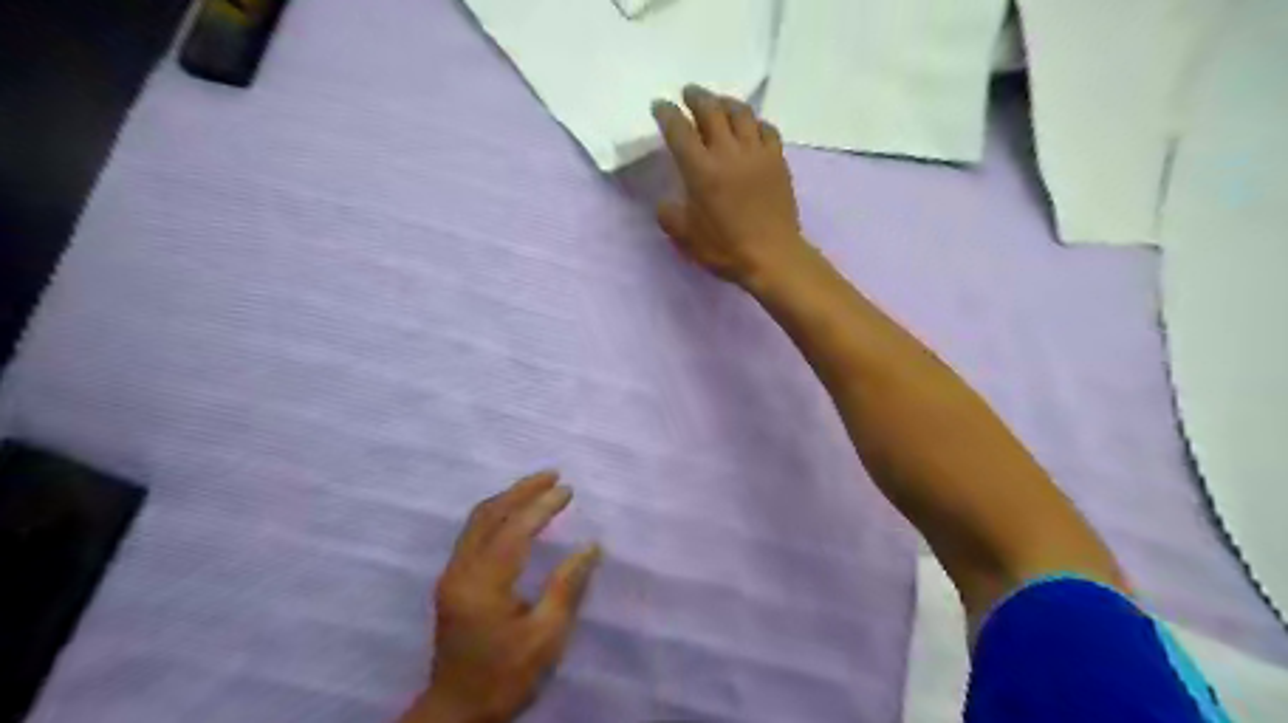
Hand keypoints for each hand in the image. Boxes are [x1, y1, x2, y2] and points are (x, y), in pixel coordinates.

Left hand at [402, 473, 602, 721]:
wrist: (456, 711)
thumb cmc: (505, 677)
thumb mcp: (545, 638)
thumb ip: (566, 587)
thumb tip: (591, 547)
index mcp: (483, 585)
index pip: (515, 530)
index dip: (543, 506)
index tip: (568, 489)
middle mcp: (461, 571)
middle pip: (489, 515)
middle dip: (522, 490)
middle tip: (553, 474)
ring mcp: (452, 574)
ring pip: (477, 520)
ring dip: (508, 497)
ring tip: (538, 485)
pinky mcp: (452, 580)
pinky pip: (473, 532)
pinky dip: (497, 513)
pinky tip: (515, 512)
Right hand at [654, 84, 800, 284]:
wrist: (772, 256)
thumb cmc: (725, 248)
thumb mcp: (686, 237)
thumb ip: (670, 215)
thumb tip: (666, 203)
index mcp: (700, 170)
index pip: (679, 130)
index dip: (667, 114)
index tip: (660, 106)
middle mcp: (728, 152)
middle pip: (711, 111)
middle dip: (696, 97)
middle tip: (688, 93)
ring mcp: (756, 153)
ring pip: (741, 113)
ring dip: (726, 102)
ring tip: (718, 102)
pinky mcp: (777, 160)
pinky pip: (766, 130)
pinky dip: (755, 122)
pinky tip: (751, 126)